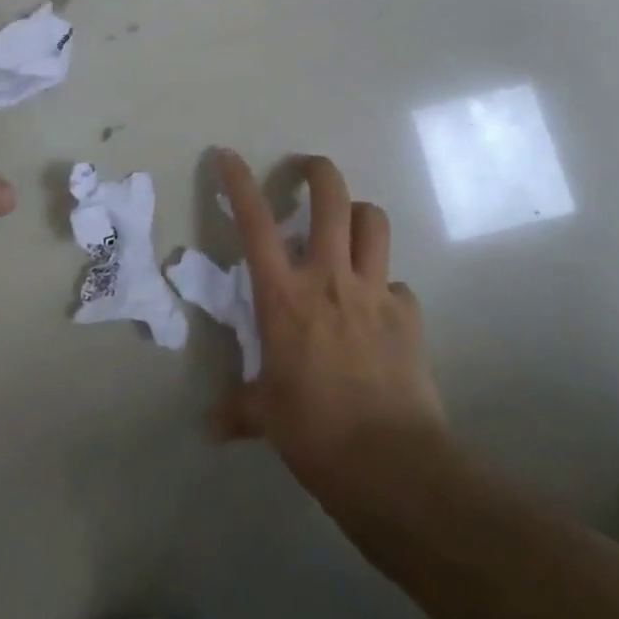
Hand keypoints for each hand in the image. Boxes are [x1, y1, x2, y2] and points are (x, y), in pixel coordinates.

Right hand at [209, 149, 445, 491]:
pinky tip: (381, 312)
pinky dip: (388, 289)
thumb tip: (210, 428)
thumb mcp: (267, 417)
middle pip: (331, 198)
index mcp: (284, 295)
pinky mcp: (409, 314)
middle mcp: (329, 278)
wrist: (390, 463)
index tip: (228, 155)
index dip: (240, 182)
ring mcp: (374, 291)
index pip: (256, 223)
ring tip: (349, 226)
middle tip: (308, 169)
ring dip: (360, 215)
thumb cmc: (315, 433)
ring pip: (373, 223)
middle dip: (318, 171)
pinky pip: (399, 285)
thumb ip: (239, 410)